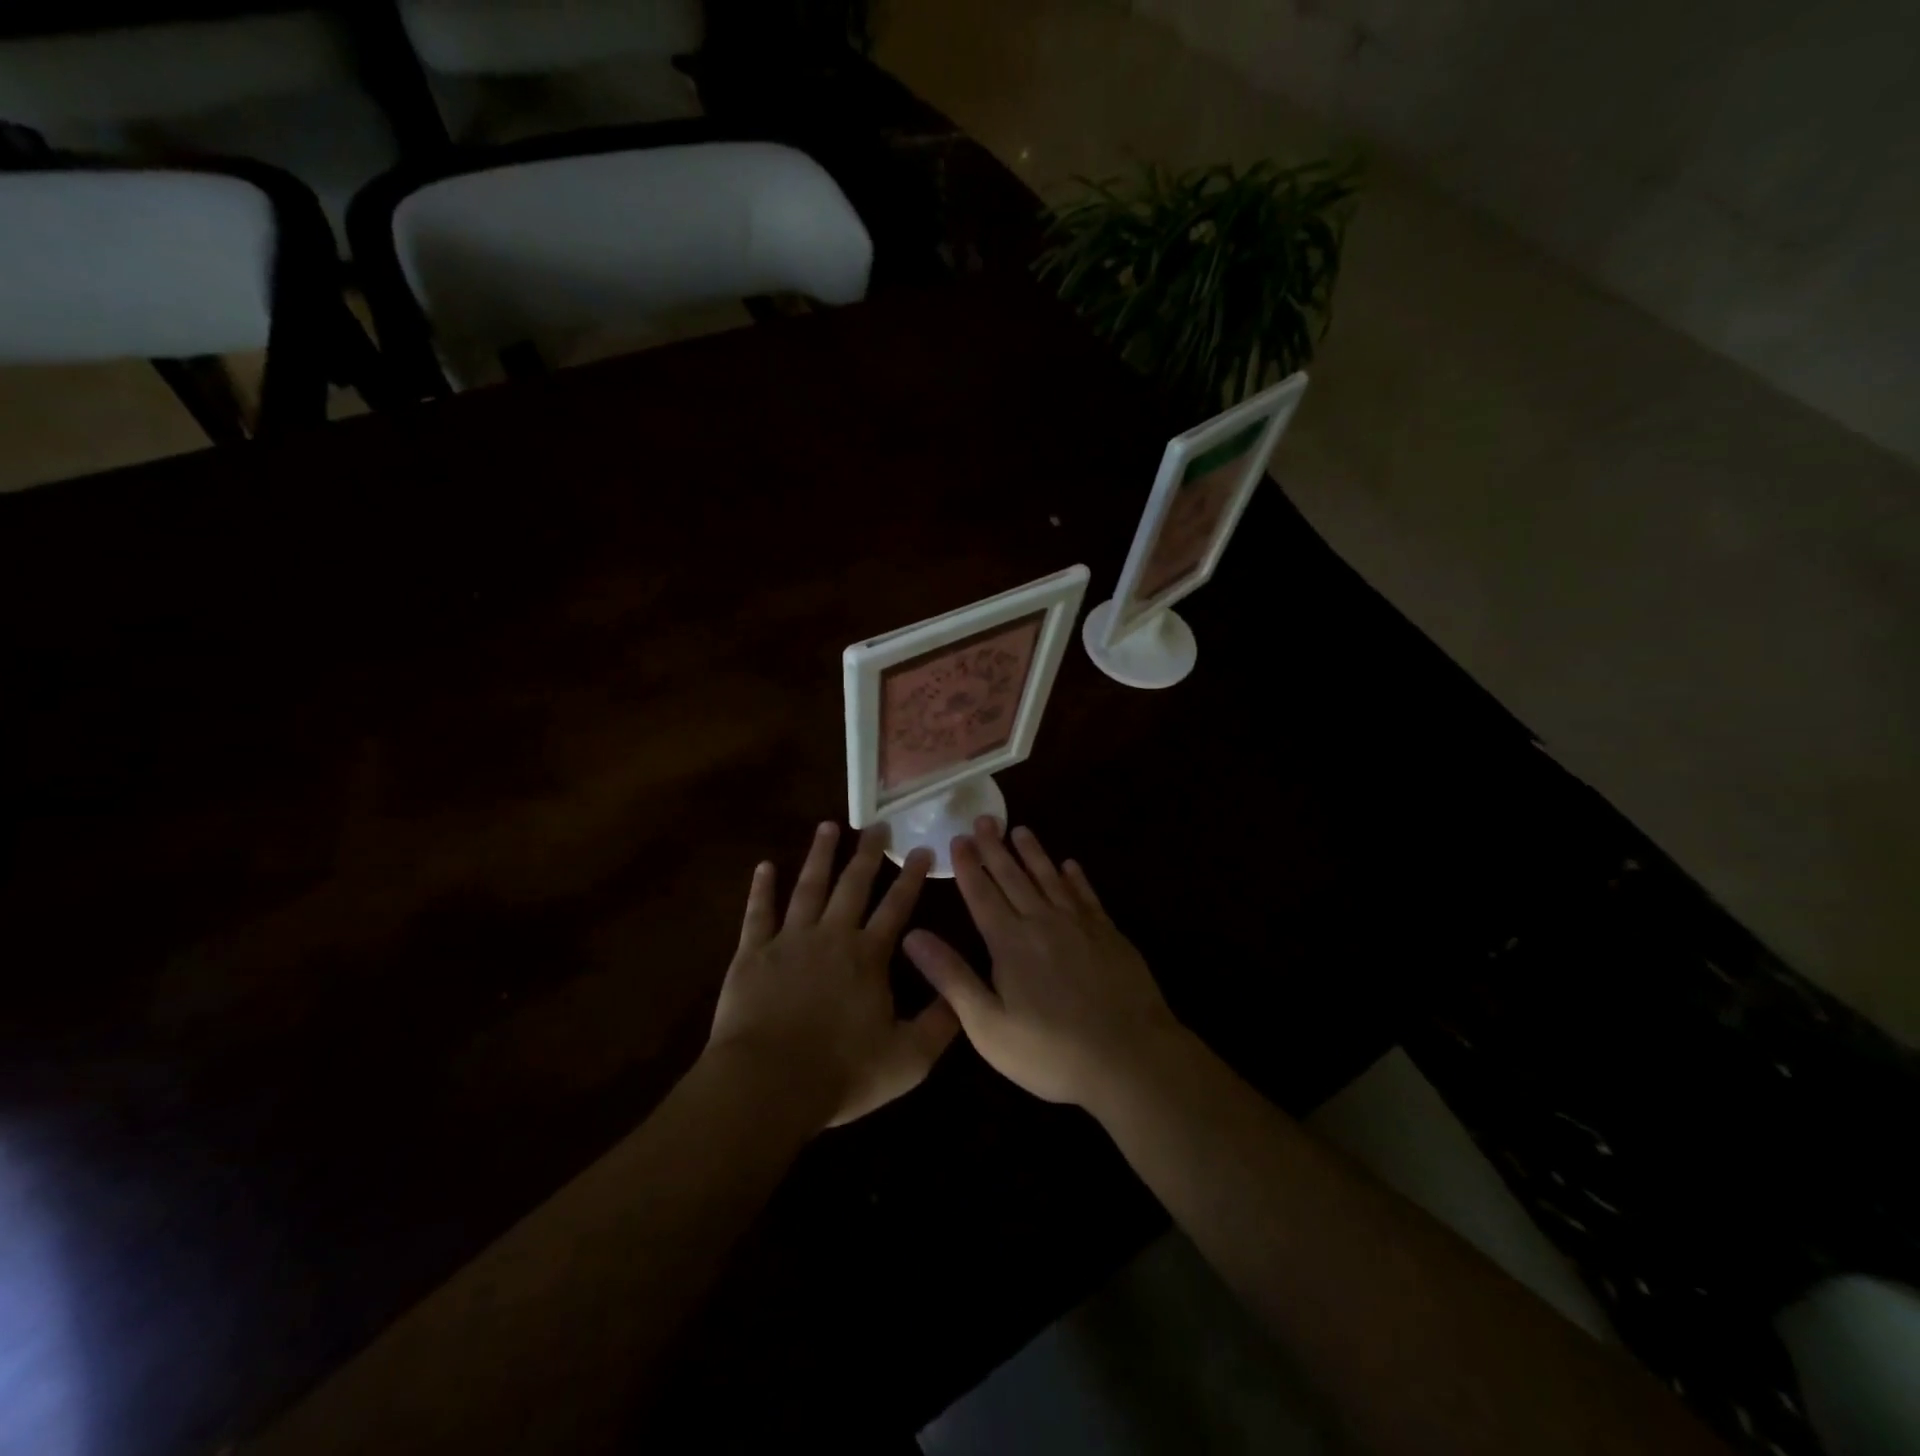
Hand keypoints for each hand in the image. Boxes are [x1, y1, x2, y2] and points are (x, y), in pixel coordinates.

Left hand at [708, 823, 959, 1127]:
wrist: (767, 1083)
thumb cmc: (841, 1073)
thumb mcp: (907, 1059)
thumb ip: (939, 1024)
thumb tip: (963, 993)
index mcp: (868, 957)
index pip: (896, 907)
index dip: (912, 878)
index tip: (922, 850)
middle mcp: (832, 936)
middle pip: (853, 886)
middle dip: (868, 854)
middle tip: (877, 825)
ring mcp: (790, 940)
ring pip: (808, 887)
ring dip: (819, 856)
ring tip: (828, 826)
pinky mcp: (752, 953)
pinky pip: (758, 912)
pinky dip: (761, 888)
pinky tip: (765, 866)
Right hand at [902, 818, 1185, 1108]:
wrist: (1130, 1058)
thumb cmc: (1051, 1052)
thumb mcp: (988, 1026)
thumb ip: (951, 977)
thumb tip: (912, 936)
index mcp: (1010, 943)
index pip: (982, 895)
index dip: (968, 866)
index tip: (958, 839)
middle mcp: (1042, 923)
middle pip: (1014, 877)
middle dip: (995, 848)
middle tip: (984, 819)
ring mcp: (1080, 926)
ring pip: (1050, 878)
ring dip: (1033, 853)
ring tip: (1020, 830)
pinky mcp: (1109, 935)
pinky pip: (1087, 896)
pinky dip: (1076, 878)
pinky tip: (1070, 865)